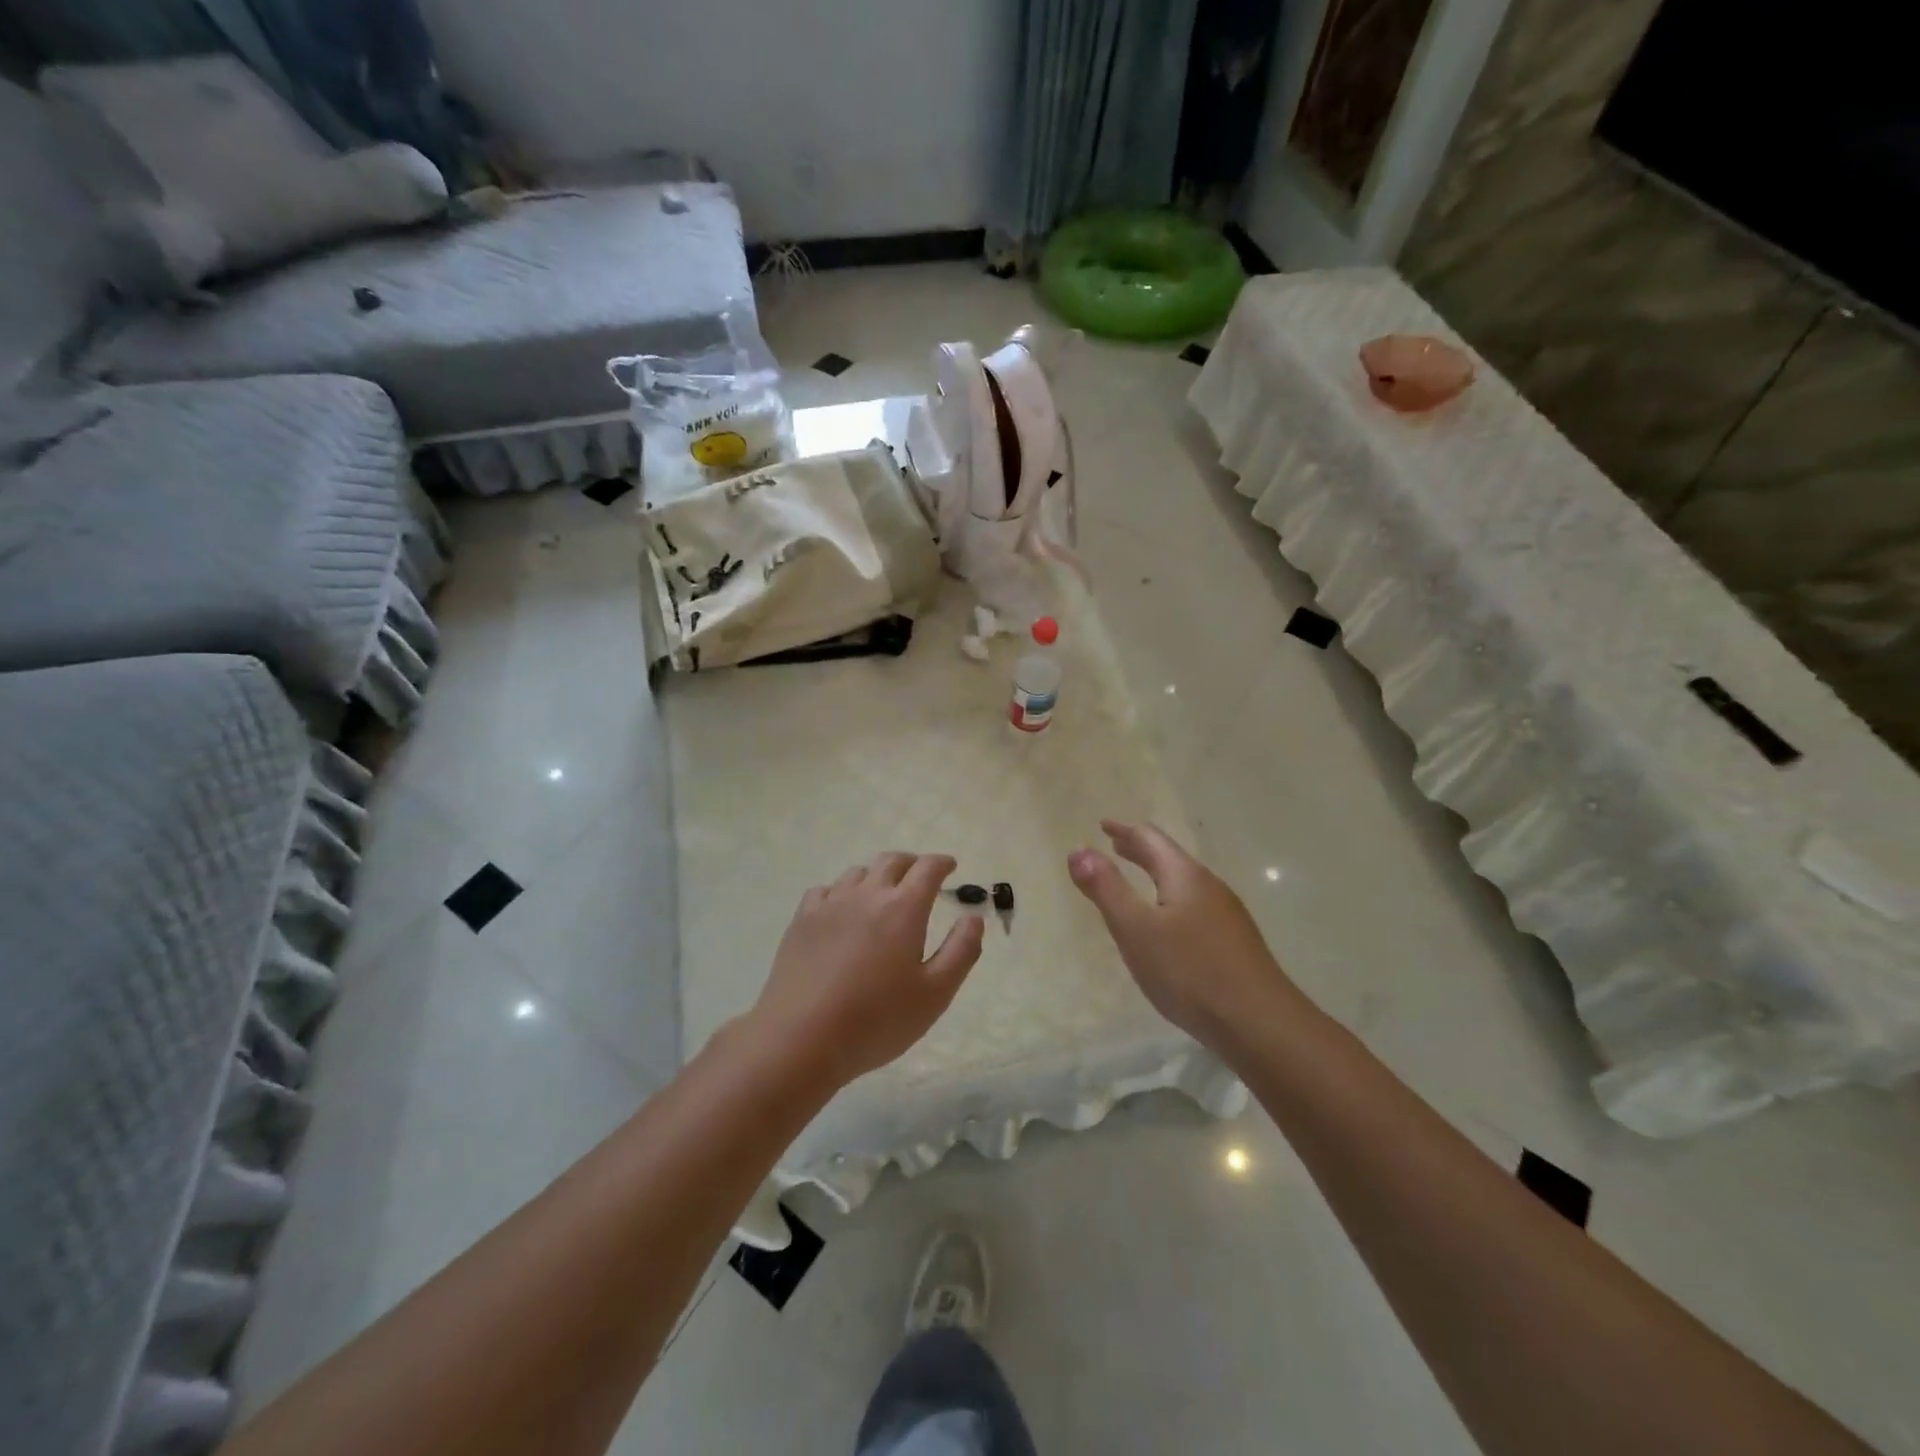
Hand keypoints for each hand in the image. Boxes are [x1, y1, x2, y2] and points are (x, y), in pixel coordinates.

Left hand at [748, 852, 984, 1090]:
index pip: (927, 868)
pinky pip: (825, 890)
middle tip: (920, 876)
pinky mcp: (802, 920)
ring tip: (881, 894)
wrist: (801, 1038)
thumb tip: (973, 917)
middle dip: (911, 863)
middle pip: (892, 861)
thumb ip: (961, 951)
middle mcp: (867, 894)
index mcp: (904, 908)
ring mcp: (830, 904)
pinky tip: (841, 911)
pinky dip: (841, 892)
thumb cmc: (877, 1020)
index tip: (950, 866)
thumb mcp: (935, 994)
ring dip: (876, 876)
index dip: (942, 863)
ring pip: (858, 873)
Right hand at [1069, 820, 1302, 1046]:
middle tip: (1115, 845)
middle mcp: (1209, 886)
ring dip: (1155, 874)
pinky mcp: (1234, 942)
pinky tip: (1168, 924)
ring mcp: (1226, 915)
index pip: (1150, 839)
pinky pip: (1194, 905)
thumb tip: (1078, 850)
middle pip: (1169, 857)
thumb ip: (1106, 888)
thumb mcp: (1135, 929)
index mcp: (1184, 876)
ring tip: (1136, 880)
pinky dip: (1170, 898)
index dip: (1124, 830)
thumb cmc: (1189, 971)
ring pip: (1184, 882)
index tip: (1103, 825)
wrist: (1259, 1024)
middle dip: (1139, 849)